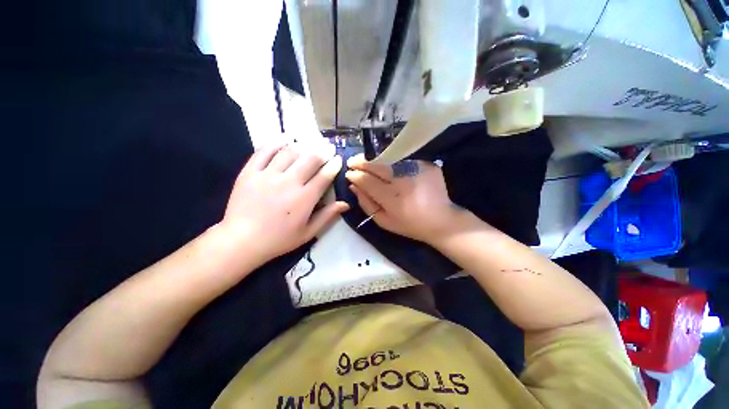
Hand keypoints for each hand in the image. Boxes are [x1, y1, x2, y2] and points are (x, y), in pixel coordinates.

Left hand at [221, 144, 348, 264]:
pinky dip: (276, 142)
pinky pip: (264, 151)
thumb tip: (345, 204)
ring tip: (310, 142)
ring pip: (289, 152)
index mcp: (304, 199)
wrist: (242, 240)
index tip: (339, 159)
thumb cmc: (279, 239)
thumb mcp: (308, 233)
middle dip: (322, 151)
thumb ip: (327, 216)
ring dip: (303, 145)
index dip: (334, 165)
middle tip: (328, 146)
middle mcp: (288, 183)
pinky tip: (285, 137)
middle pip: (309, 159)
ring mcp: (268, 175)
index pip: (324, 176)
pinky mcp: (250, 172)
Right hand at [345, 154, 469, 243]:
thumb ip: (366, 203)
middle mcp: (404, 182)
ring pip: (390, 159)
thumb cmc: (409, 225)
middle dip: (362, 162)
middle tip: (352, 161)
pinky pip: (404, 159)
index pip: (367, 181)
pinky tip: (387, 164)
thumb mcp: (384, 221)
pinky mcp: (428, 165)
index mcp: (393, 199)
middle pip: (378, 166)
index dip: (355, 176)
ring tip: (367, 161)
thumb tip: (353, 186)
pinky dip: (392, 161)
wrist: (441, 220)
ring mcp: (418, 170)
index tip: (348, 173)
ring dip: (375, 159)